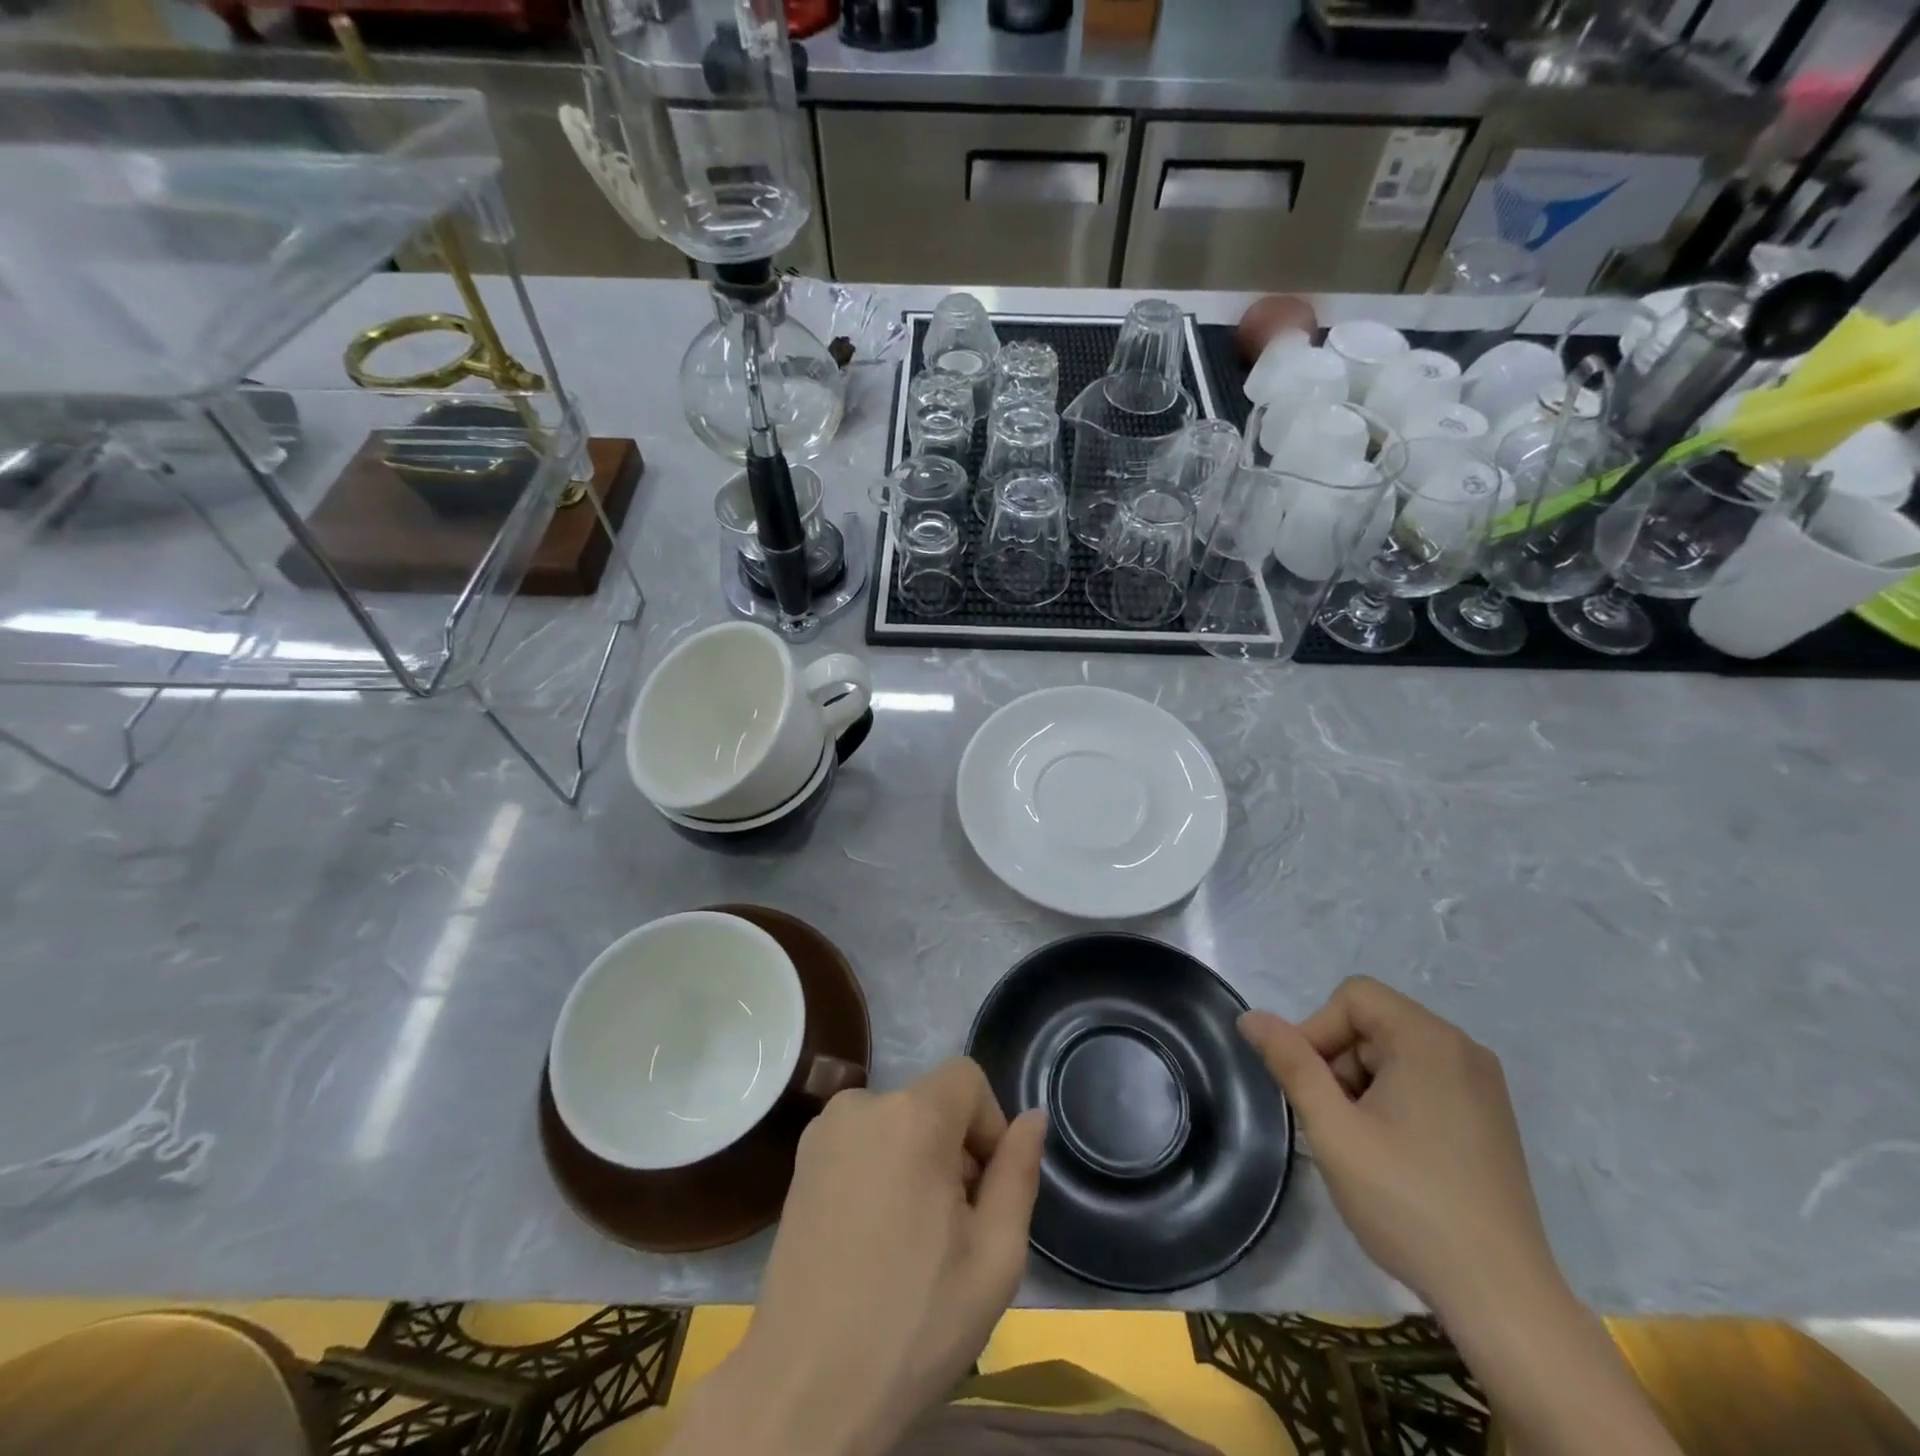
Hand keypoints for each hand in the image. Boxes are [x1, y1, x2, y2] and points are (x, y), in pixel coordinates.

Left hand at [669, 1059, 1046, 1455]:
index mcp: (911, 1115)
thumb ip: (1019, 1172)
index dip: (989, 1126)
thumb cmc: (913, 1324)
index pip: (968, 1078)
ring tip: (912, 1239)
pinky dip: (882, 1170)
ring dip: (918, 1161)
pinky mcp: (800, 1162)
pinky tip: (874, 1238)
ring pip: (898, 1123)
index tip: (983, 1192)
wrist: (805, 1391)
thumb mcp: (995, 1256)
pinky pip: (862, 1142)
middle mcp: (861, 1104)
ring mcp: (823, 1132)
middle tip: (952, 1230)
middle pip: (932, 1102)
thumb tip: (1033, 1116)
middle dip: (955, 1151)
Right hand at [1239, 976, 1556, 1322]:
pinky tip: (1394, 1153)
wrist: (1502, 1298)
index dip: (1317, 1032)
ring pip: (1395, 1052)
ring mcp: (1483, 1084)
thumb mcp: (1333, 1129)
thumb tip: (1250, 1016)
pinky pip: (1424, 1079)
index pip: (1352, 998)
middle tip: (1334, 1122)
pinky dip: (1394, 1099)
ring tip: (1362, 1143)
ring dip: (1362, 1083)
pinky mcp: (1490, 1116)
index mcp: (1430, 1040)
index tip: (1311, 1089)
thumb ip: (1290, 1063)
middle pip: (1373, 1023)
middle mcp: (1463, 1048)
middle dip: (1339, 1062)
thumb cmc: (1407, 1202)